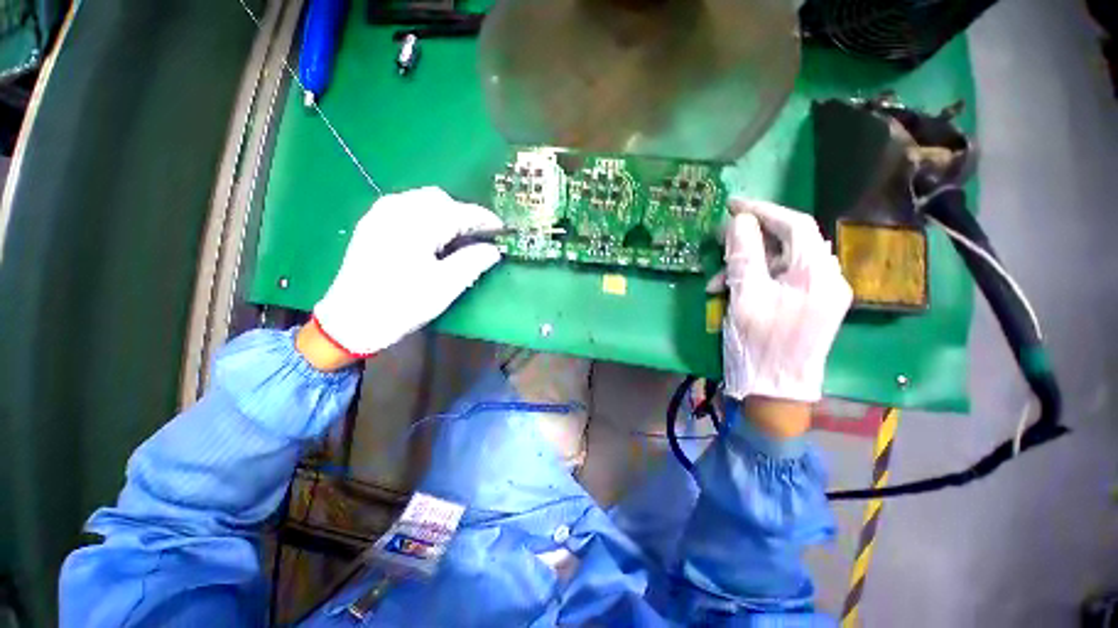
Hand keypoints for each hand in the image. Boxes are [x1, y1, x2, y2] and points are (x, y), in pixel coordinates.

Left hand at [312, 187, 502, 357]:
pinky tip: (430, 237)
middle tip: (477, 238)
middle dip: (463, 214)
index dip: (485, 219)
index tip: (502, 230)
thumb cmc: (402, 304)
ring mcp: (380, 214)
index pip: (460, 212)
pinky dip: (426, 216)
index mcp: (417, 225)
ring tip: (456, 238)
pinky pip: (406, 207)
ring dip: (445, 213)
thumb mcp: (445, 286)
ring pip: (422, 200)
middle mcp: (397, 209)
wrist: (350, 320)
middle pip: (440, 199)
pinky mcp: (372, 223)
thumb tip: (494, 249)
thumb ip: (473, 262)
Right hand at [718, 198, 852, 406]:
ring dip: (749, 264)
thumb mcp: (745, 297)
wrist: (776, 393)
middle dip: (752, 240)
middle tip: (720, 242)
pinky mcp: (811, 307)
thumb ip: (744, 255)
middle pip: (790, 243)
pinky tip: (733, 291)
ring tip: (718, 279)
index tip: (733, 205)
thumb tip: (739, 220)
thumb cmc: (760, 345)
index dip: (764, 210)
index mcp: (818, 276)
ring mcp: (822, 295)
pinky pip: (783, 280)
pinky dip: (757, 280)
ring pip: (783, 262)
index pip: (796, 225)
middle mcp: (828, 279)